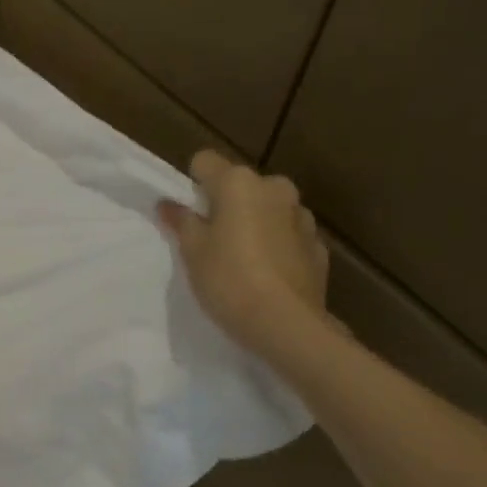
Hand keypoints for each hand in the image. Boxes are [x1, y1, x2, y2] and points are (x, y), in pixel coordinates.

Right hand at [158, 149, 333, 359]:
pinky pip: (287, 234)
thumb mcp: (192, 252)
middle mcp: (274, 188)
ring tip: (242, 260)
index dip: (191, 184)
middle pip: (240, 185)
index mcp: (239, 183)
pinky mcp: (317, 245)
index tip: (187, 214)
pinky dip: (276, 245)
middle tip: (211, 240)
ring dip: (254, 223)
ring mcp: (302, 215)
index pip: (205, 162)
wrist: (286, 324)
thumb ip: (181, 221)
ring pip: (267, 208)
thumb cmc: (229, 280)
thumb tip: (168, 204)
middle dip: (226, 204)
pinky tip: (267, 275)